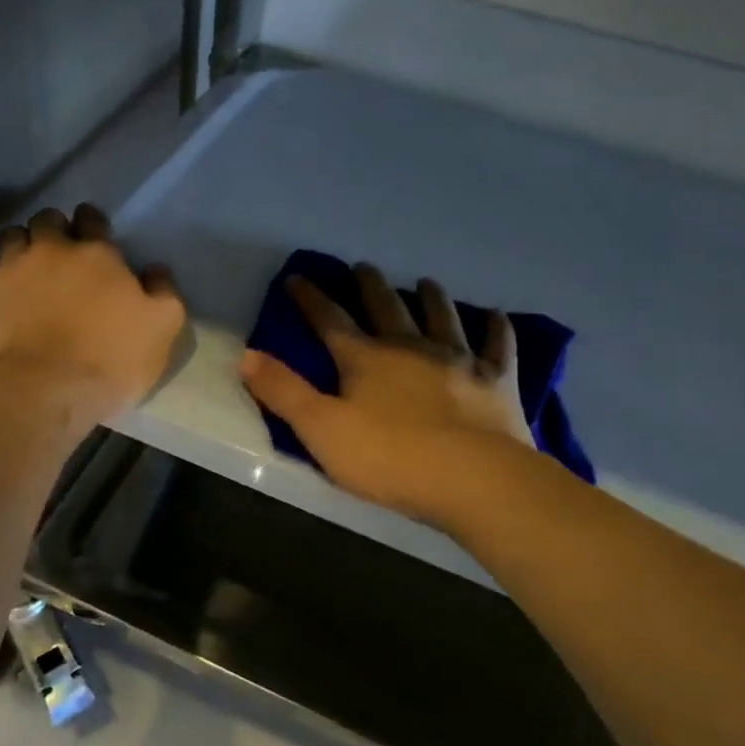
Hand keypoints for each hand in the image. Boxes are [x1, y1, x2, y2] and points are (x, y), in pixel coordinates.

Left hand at [0, 205, 184, 425]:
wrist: (41, 391)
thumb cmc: (110, 358)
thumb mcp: (162, 328)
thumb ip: (163, 292)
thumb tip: (155, 270)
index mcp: (96, 253)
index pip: (91, 219)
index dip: (92, 222)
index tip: (94, 234)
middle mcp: (50, 250)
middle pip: (47, 220)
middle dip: (55, 228)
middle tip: (61, 250)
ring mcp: (10, 271)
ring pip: (12, 237)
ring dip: (23, 246)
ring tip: (30, 268)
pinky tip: (7, 295)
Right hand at [238, 264, 535, 522]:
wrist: (473, 478)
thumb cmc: (390, 458)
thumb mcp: (322, 431)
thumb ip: (284, 392)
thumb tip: (245, 355)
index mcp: (365, 359)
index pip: (330, 320)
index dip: (310, 299)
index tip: (297, 277)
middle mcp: (410, 347)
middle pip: (387, 307)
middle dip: (370, 286)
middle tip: (364, 267)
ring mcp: (458, 360)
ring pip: (442, 317)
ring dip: (432, 298)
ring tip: (426, 281)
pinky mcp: (496, 380)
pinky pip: (498, 347)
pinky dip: (497, 330)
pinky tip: (498, 316)